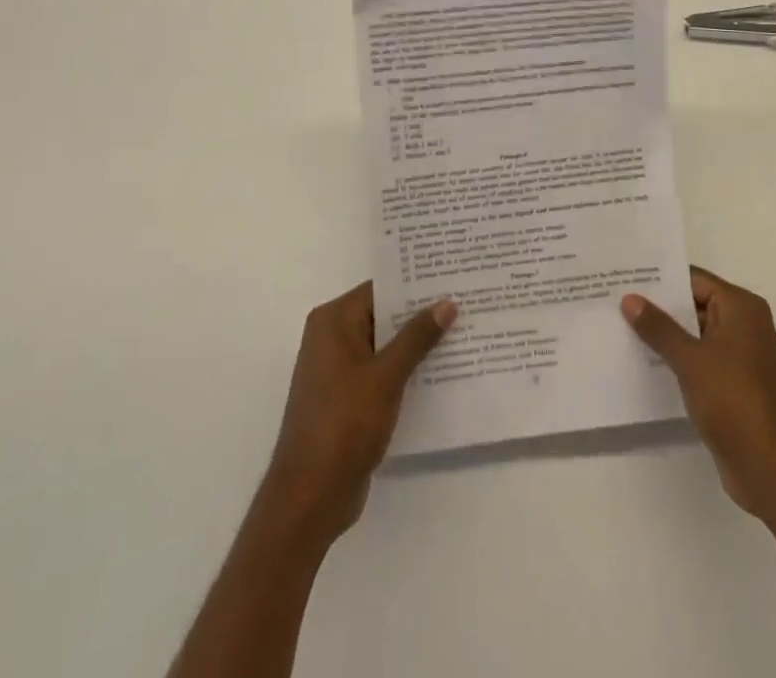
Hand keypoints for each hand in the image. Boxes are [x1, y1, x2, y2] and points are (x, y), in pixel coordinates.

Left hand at [261, 282, 456, 546]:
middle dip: (421, 313)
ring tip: (463, 331)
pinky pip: (382, 371)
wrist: (310, 497)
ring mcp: (338, 370)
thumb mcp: (386, 376)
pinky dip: (406, 369)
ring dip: (417, 343)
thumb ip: (417, 337)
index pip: (381, 289)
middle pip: (384, 315)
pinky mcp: (347, 398)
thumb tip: (446, 302)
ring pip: (385, 345)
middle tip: (465, 301)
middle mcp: (332, 337)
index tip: (452, 277)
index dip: (416, 283)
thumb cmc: (344, 424)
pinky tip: (442, 370)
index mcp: (333, 321)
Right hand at [622, 267, 775, 518]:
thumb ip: (659, 328)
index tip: (626, 276)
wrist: (772, 469)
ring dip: (665, 336)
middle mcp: (744, 326)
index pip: (694, 280)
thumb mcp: (691, 359)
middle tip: (615, 301)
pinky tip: (642, 363)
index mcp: (741, 308)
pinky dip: (676, 361)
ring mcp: (739, 358)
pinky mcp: (733, 387)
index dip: (660, 279)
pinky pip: (698, 362)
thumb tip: (630, 299)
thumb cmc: (735, 400)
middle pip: (694, 305)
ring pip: (694, 336)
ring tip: (620, 329)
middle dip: (658, 307)